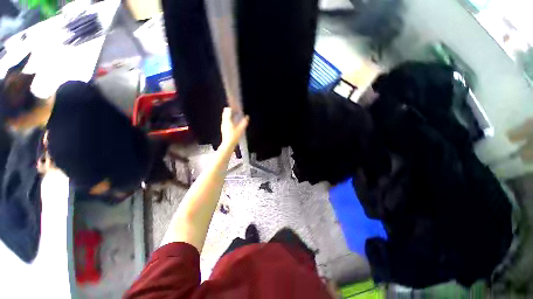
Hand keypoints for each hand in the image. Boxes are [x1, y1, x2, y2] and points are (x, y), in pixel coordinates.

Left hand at [220, 107, 248, 149]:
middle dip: (230, 111)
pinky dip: (229, 120)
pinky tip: (234, 124)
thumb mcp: (240, 130)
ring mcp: (223, 125)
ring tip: (236, 117)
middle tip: (237, 112)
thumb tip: (247, 117)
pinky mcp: (224, 129)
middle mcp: (224, 122)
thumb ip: (244, 123)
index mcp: (227, 120)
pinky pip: (226, 121)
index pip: (227, 110)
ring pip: (225, 117)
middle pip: (225, 113)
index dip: (231, 108)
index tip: (236, 108)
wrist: (228, 145)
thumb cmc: (234, 137)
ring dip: (230, 116)